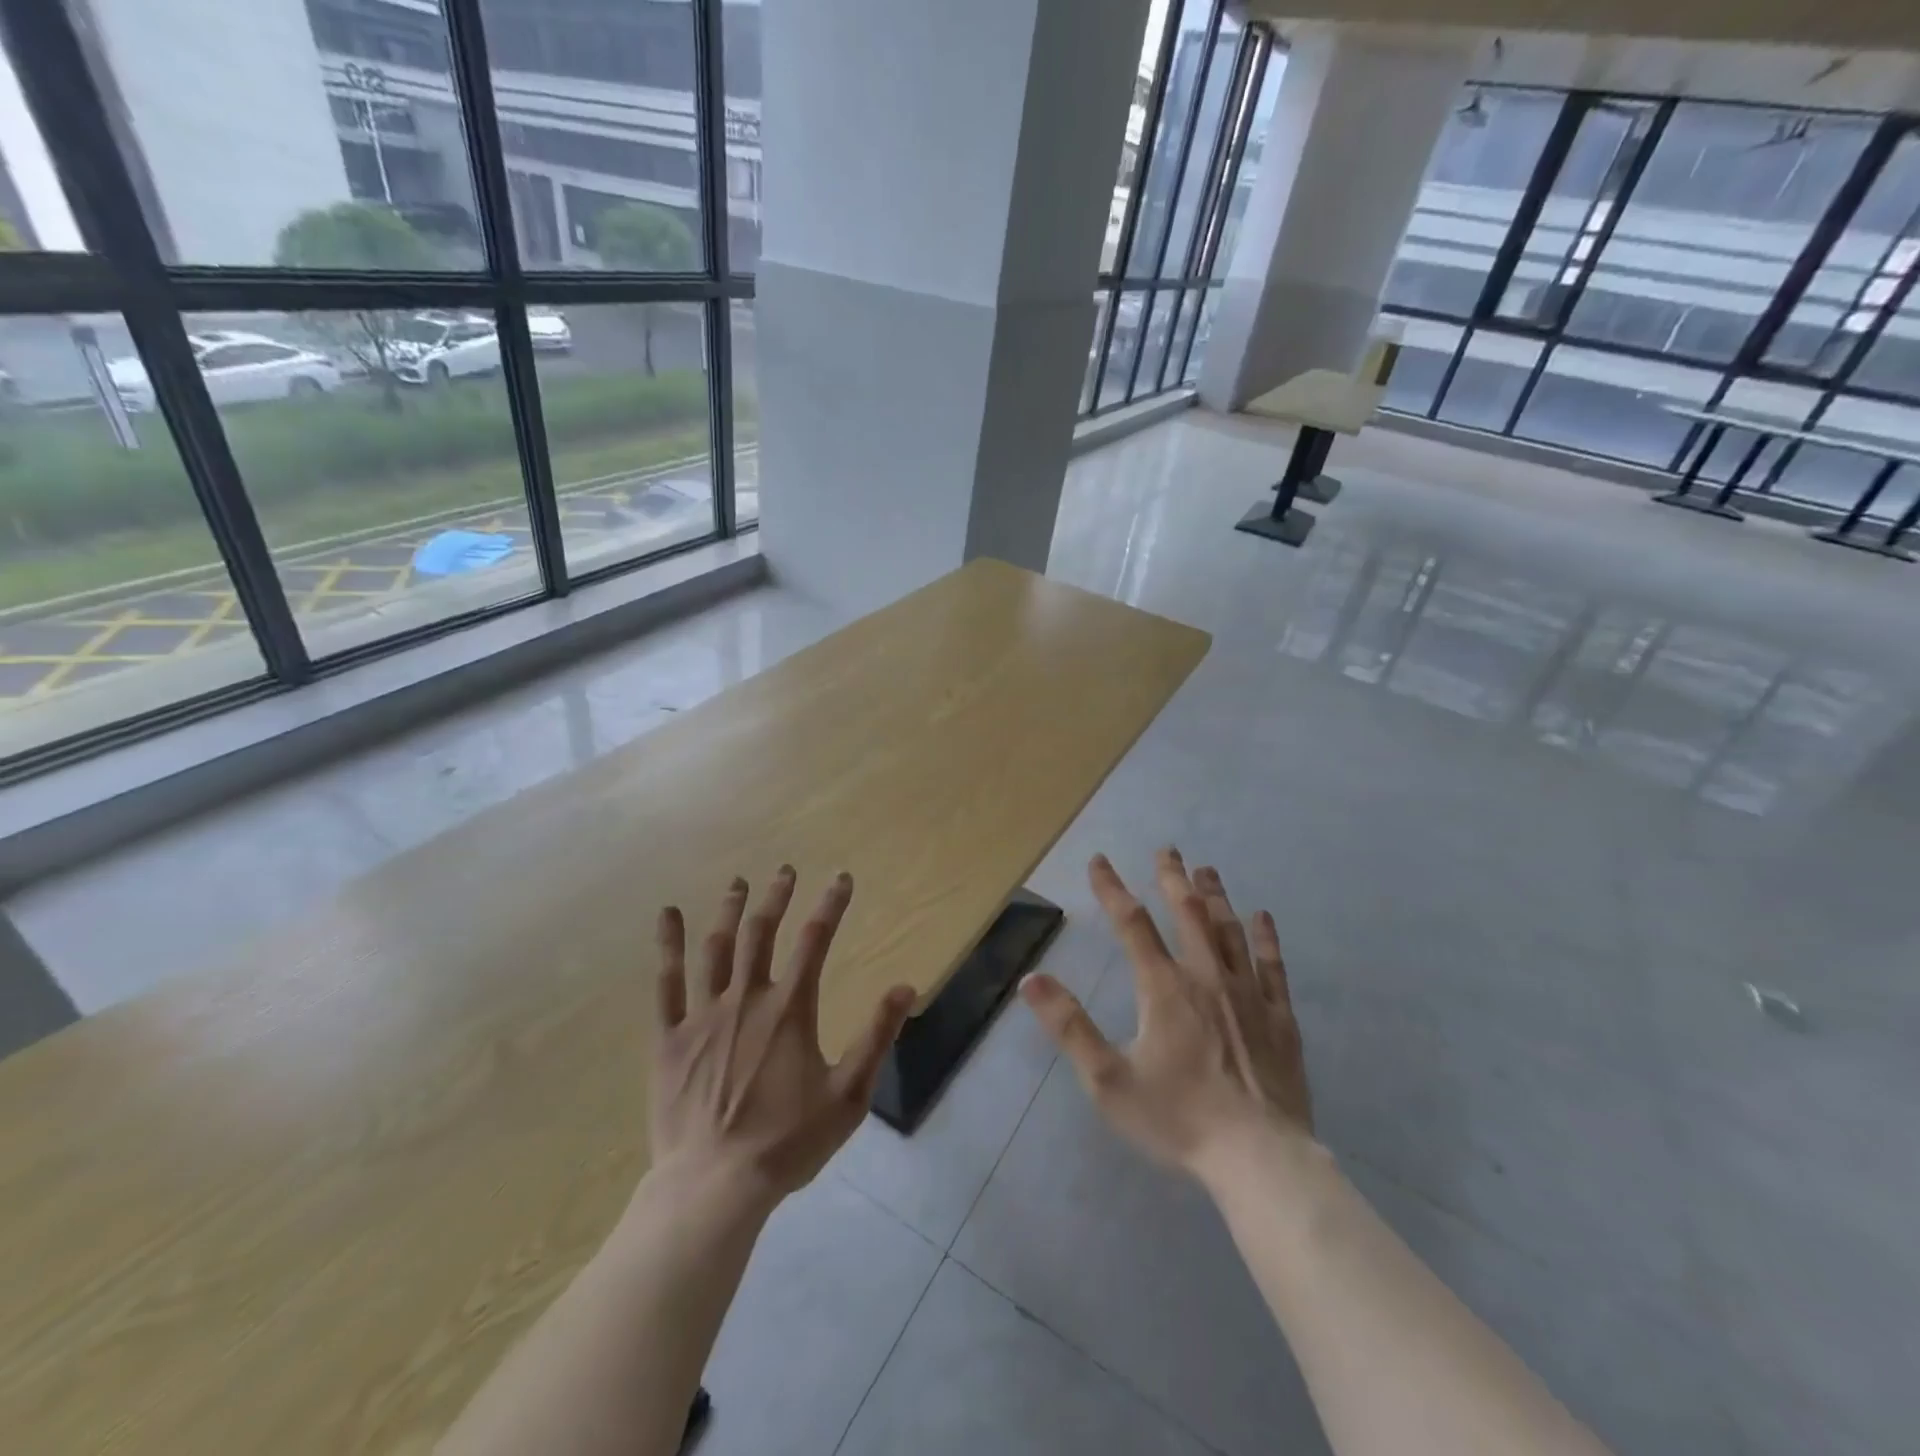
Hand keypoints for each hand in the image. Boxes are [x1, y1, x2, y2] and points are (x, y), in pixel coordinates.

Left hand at [649, 867, 915, 1206]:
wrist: (714, 1187)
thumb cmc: (786, 1143)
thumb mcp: (848, 1096)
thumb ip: (876, 1037)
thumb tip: (905, 987)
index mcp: (789, 1010)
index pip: (815, 941)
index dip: (831, 905)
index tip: (841, 878)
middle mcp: (746, 999)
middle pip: (762, 933)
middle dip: (776, 897)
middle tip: (785, 870)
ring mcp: (703, 1016)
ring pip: (717, 948)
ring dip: (729, 910)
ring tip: (738, 883)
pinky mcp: (669, 1038)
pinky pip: (666, 983)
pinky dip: (668, 946)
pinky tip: (668, 915)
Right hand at [1021, 848, 1313, 1187]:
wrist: (1260, 1159)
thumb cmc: (1178, 1119)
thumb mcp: (1107, 1080)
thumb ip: (1069, 1026)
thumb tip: (1031, 979)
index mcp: (1163, 988)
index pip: (1131, 924)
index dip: (1112, 888)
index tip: (1099, 860)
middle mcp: (1206, 977)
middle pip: (1188, 914)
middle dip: (1173, 878)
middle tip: (1167, 850)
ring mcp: (1248, 994)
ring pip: (1229, 930)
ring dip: (1215, 896)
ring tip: (1206, 869)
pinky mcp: (1279, 1018)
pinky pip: (1272, 965)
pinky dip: (1265, 937)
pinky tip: (1262, 917)